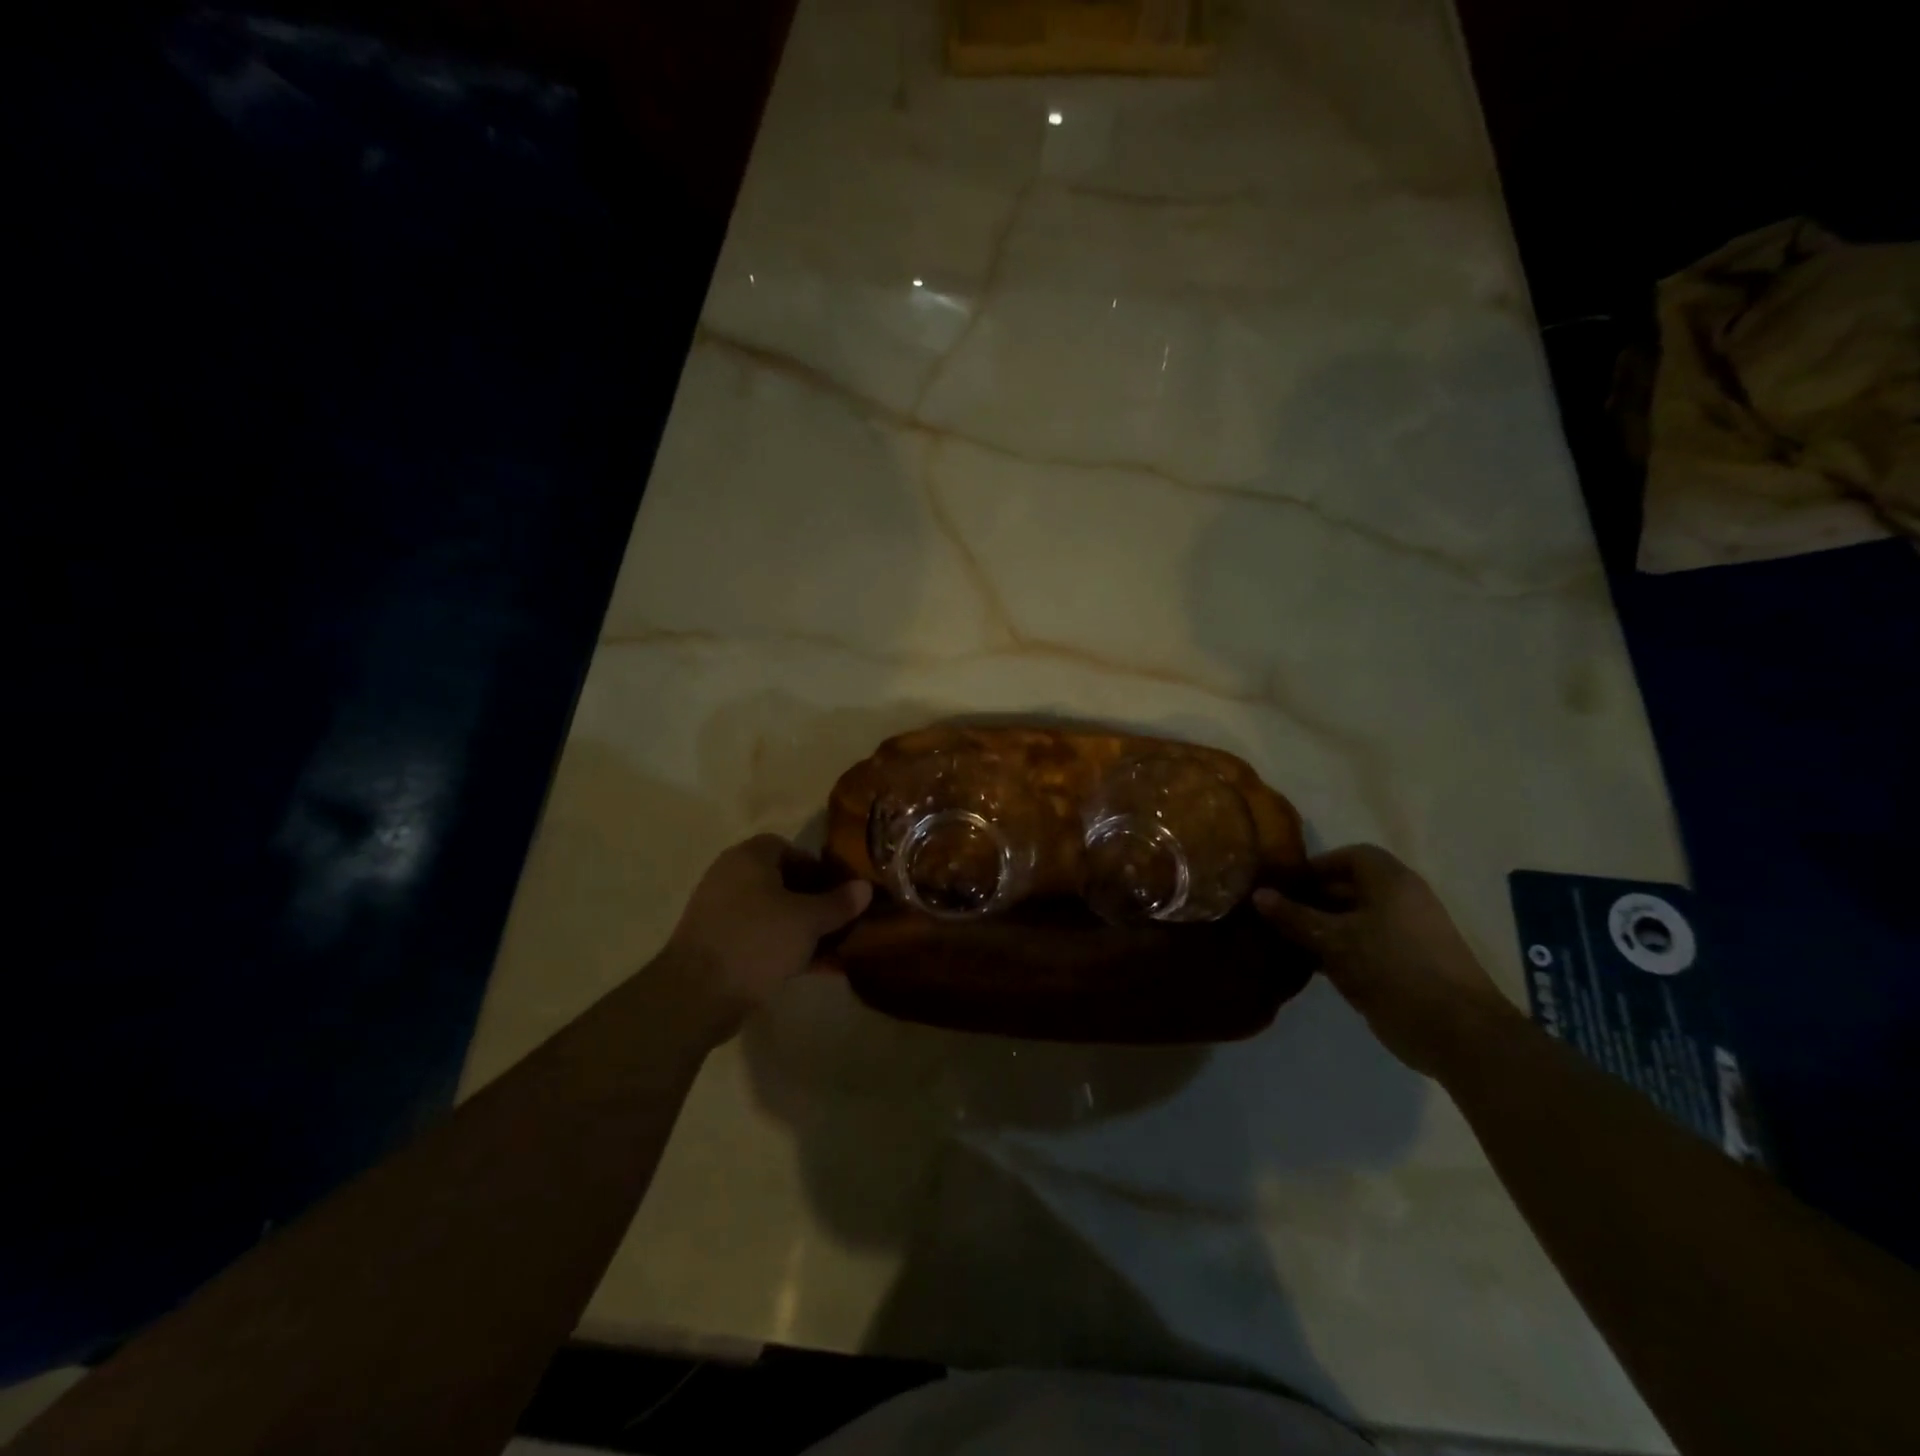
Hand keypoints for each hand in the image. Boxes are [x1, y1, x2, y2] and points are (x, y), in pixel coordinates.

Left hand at [665, 835, 872, 1025]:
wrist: (696, 995)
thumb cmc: (757, 941)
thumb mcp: (807, 921)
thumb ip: (838, 903)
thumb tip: (865, 887)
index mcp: (749, 858)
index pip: (789, 848)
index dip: (817, 867)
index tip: (840, 891)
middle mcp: (731, 877)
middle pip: (782, 882)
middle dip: (814, 902)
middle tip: (841, 921)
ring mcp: (721, 913)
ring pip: (773, 914)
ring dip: (803, 929)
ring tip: (833, 948)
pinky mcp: (718, 946)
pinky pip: (760, 938)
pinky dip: (785, 948)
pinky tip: (813, 968)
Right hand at [1254, 844, 1522, 1075]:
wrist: (1457, 1032)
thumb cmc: (1392, 969)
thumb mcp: (1334, 940)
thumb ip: (1294, 916)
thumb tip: (1258, 894)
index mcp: (1390, 881)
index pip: (1349, 857)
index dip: (1316, 867)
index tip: (1284, 885)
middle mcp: (1402, 900)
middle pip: (1351, 888)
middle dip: (1312, 899)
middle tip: (1276, 915)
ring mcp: (1407, 934)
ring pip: (1355, 920)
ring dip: (1322, 928)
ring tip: (1284, 940)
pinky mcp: (1407, 965)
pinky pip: (1364, 946)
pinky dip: (1338, 950)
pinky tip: (1309, 966)